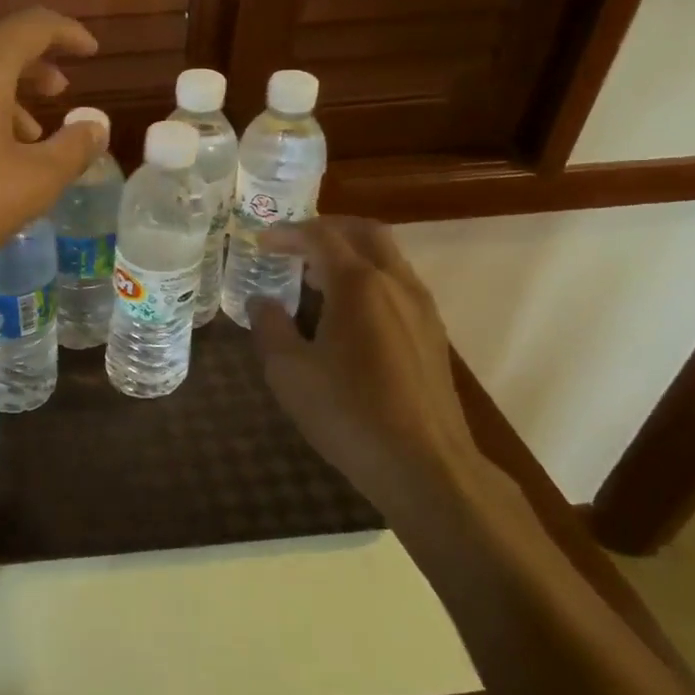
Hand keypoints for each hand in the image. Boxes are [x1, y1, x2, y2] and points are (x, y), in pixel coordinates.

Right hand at [248, 217, 486, 521]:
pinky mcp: (433, 335)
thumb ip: (270, 327)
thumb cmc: (349, 412)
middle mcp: (396, 284)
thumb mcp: (289, 371)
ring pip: (387, 258)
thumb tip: (261, 301)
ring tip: (314, 278)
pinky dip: (369, 279)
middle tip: (295, 243)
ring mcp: (422, 309)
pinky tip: (347, 314)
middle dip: (327, 229)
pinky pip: (398, 286)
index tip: (260, 242)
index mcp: (359, 285)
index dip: (287, 233)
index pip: (321, 236)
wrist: (426, 465)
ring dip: (350, 255)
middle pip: (365, 233)